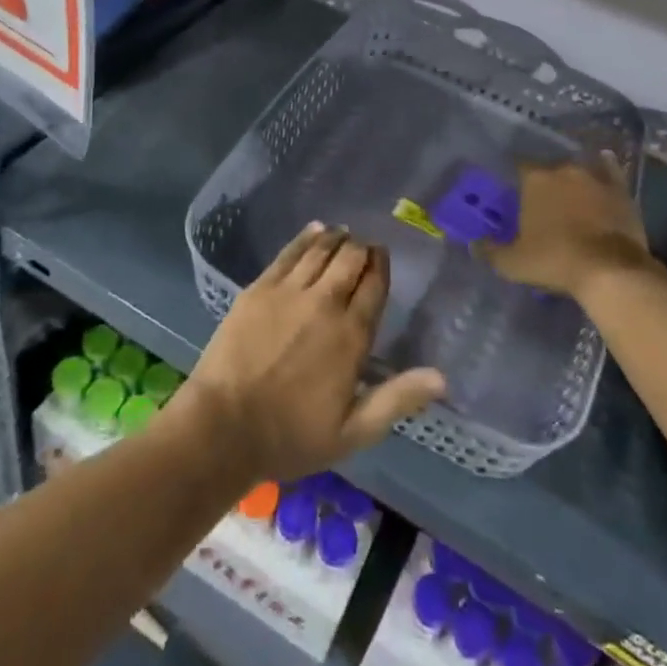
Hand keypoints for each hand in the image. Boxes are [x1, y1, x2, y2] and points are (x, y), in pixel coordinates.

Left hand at [178, 224, 445, 483]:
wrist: (224, 426)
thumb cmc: (291, 435)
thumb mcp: (353, 431)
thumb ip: (397, 399)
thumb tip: (442, 378)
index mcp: (351, 335)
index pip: (374, 286)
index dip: (380, 266)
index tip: (382, 257)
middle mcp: (325, 302)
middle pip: (350, 259)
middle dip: (361, 248)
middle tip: (363, 246)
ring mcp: (290, 291)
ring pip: (321, 250)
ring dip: (336, 237)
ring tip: (342, 232)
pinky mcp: (261, 287)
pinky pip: (289, 252)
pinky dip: (305, 238)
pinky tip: (314, 229)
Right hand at [479, 155, 655, 300]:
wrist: (610, 270)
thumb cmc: (555, 261)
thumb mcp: (514, 263)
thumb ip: (490, 251)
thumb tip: (473, 244)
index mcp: (535, 179)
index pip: (519, 166)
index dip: (517, 178)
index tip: (516, 192)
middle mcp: (563, 169)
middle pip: (549, 167)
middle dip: (546, 181)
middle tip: (544, 201)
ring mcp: (594, 176)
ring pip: (578, 168)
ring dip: (573, 178)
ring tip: (571, 192)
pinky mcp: (620, 189)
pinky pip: (610, 170)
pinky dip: (605, 167)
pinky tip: (604, 163)